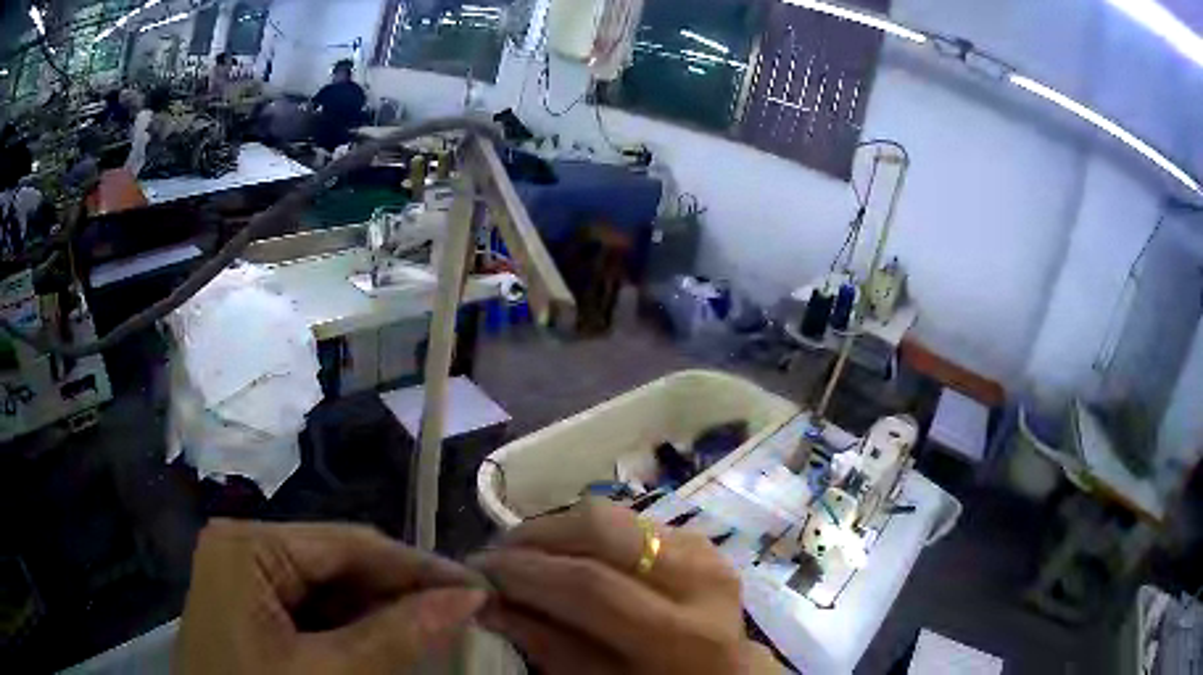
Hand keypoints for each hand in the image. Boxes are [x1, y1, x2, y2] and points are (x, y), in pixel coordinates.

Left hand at [177, 520, 486, 674]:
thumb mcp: (329, 674)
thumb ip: (397, 636)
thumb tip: (466, 598)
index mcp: (248, 546)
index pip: (347, 543)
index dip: (416, 566)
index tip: (475, 588)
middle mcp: (243, 546)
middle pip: (337, 561)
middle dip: (397, 591)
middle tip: (459, 613)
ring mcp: (244, 573)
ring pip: (328, 585)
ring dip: (377, 611)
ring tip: (430, 629)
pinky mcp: (250, 602)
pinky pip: (311, 605)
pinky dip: (350, 625)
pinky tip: (382, 640)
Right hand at [470, 501, 779, 673]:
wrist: (723, 673)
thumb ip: (542, 641)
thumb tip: (485, 600)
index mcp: (681, 636)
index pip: (590, 585)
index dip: (525, 572)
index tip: (478, 569)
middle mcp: (700, 579)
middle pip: (601, 529)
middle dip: (535, 535)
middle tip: (497, 555)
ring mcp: (704, 550)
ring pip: (611, 514)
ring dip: (556, 529)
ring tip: (526, 554)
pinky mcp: (698, 538)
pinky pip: (627, 520)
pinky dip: (585, 532)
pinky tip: (567, 555)